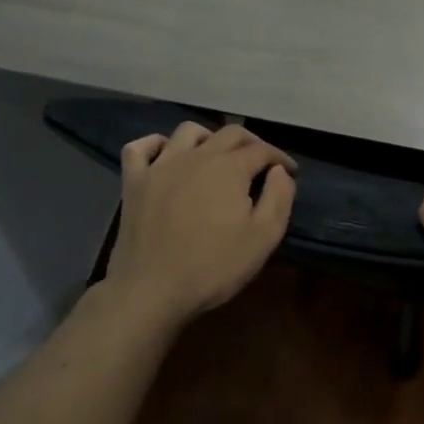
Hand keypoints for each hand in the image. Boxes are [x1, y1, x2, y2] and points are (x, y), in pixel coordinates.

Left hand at [101, 121, 295, 321]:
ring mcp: (160, 166)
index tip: (290, 172)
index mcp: (230, 168)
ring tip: (217, 158)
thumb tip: (279, 171)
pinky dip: (155, 144)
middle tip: (261, 163)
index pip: (262, 150)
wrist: (151, 291)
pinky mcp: (134, 182)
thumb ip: (279, 197)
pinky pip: (140, 148)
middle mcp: (197, 156)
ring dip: (209, 138)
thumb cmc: (213, 266)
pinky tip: (165, 156)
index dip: (280, 158)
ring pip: (188, 131)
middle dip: (252, 143)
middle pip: (230, 133)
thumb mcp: (264, 237)